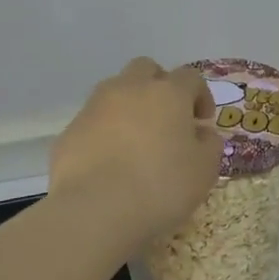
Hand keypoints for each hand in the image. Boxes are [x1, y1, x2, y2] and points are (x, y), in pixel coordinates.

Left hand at [50, 58, 221, 247]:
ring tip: (136, 140)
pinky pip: (93, 121)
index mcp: (168, 93)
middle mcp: (130, 89)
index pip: (190, 77)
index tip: (202, 122)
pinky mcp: (70, 130)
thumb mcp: (204, 171)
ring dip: (129, 106)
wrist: (94, 210)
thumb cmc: (161, 186)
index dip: (200, 96)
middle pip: (146, 69)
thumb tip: (202, 133)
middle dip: (159, 86)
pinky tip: (109, 162)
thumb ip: (209, 145)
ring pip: (115, 90)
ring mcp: (95, 107)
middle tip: (167, 118)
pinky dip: (104, 132)